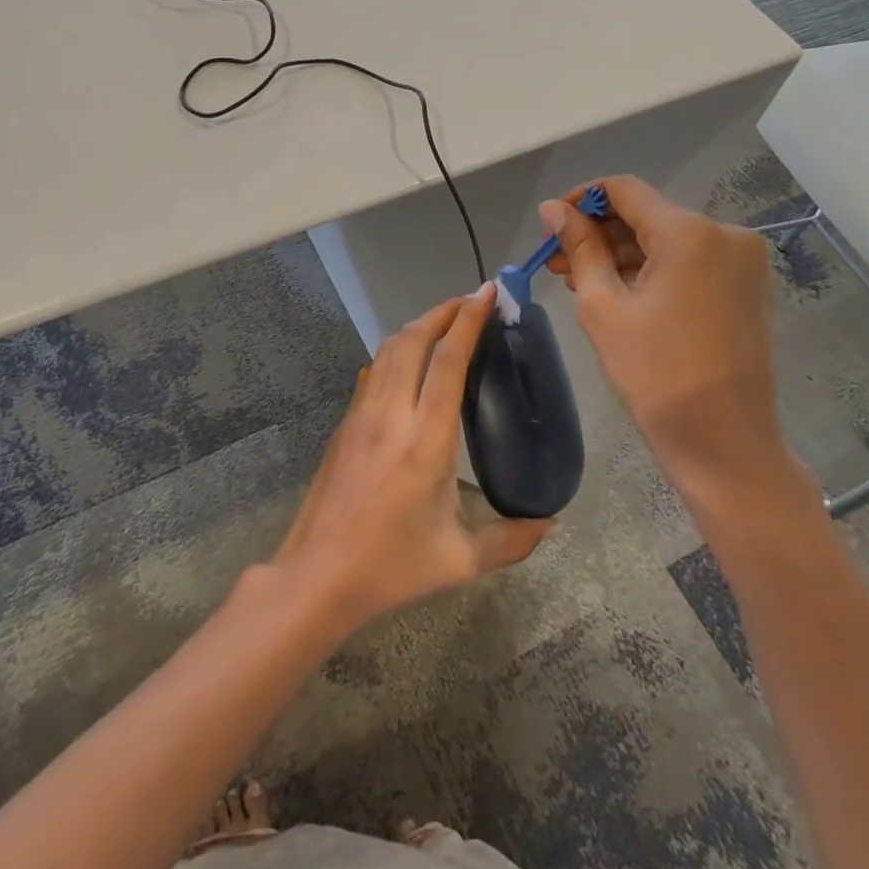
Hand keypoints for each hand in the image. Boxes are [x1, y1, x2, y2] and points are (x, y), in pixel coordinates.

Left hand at [271, 286, 555, 632]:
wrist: (317, 575)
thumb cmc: (391, 566)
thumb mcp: (460, 560)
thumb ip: (512, 540)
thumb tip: (552, 524)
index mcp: (426, 441)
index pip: (448, 362)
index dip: (468, 321)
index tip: (486, 293)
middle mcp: (391, 414)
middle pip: (414, 340)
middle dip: (443, 311)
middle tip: (471, 300)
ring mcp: (362, 414)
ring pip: (388, 349)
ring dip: (418, 326)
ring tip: (444, 321)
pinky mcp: (345, 423)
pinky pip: (374, 370)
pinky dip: (397, 349)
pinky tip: (409, 360)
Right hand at [542, 177, 805, 517]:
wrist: (724, 442)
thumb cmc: (655, 374)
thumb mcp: (603, 306)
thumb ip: (579, 247)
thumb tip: (553, 208)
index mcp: (689, 233)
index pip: (624, 190)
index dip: (581, 200)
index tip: (551, 226)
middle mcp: (724, 233)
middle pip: (646, 214)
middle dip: (599, 233)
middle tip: (557, 262)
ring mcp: (742, 261)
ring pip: (666, 239)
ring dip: (622, 254)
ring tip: (580, 281)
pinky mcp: (746, 286)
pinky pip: (689, 261)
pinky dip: (652, 270)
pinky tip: (619, 292)